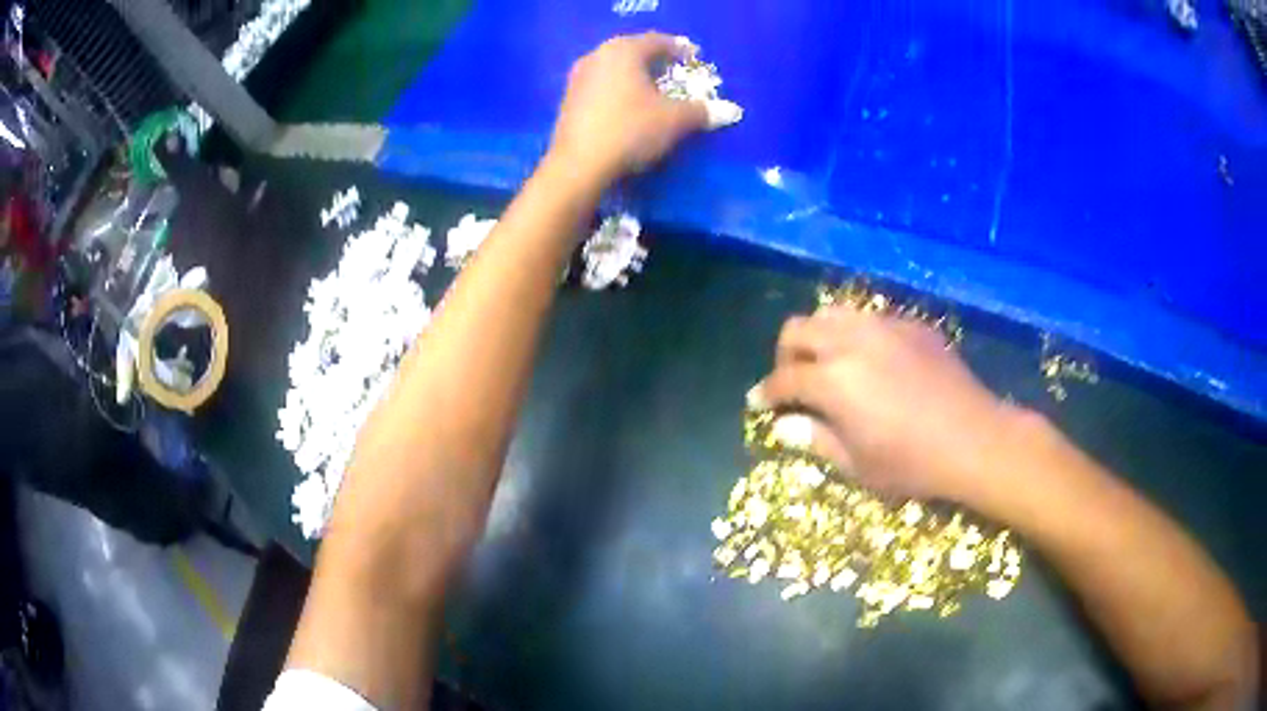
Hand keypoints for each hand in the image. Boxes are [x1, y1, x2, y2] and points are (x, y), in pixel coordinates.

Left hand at [550, 32, 709, 183]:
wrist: (579, 165)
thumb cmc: (630, 130)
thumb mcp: (674, 120)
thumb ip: (703, 111)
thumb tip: (732, 111)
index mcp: (624, 51)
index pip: (658, 41)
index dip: (679, 49)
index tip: (694, 58)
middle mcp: (598, 56)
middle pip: (633, 50)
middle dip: (656, 60)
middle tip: (675, 71)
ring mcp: (579, 76)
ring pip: (615, 67)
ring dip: (636, 75)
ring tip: (653, 89)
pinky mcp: (569, 99)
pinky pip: (602, 84)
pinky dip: (619, 89)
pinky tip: (628, 106)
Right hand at [750, 307, 1029, 505]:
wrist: (973, 438)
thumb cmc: (911, 462)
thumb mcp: (856, 464)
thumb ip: (815, 438)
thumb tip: (784, 425)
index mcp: (833, 379)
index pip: (784, 377)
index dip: (766, 392)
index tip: (757, 402)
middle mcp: (852, 341)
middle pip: (799, 329)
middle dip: (785, 354)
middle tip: (791, 380)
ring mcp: (884, 327)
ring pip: (833, 314)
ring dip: (819, 336)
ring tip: (827, 363)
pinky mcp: (911, 326)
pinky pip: (870, 319)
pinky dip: (856, 336)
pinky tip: (871, 362)